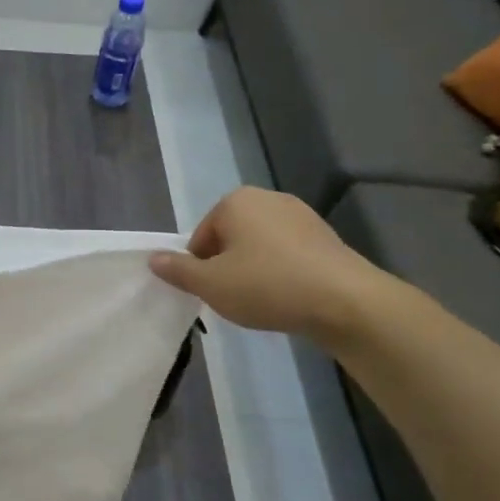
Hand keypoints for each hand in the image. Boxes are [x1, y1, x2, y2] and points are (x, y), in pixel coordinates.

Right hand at [149, 187, 385, 339]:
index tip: (211, 292)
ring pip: (260, 246)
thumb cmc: (267, 285)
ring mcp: (302, 215)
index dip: (200, 267)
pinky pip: (288, 254)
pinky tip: (288, 297)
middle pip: (230, 237)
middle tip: (234, 298)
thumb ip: (178, 271)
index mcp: (235, 202)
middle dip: (227, 266)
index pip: (200, 236)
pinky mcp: (326, 237)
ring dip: (254, 270)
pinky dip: (282, 272)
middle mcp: (268, 198)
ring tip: (263, 301)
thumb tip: (153, 258)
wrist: (346, 302)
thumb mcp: (211, 284)